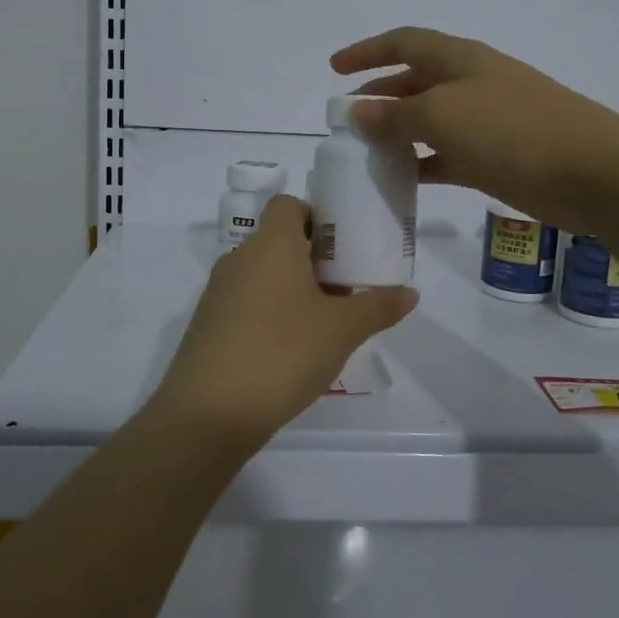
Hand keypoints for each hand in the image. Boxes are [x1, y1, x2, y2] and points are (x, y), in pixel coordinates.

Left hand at [147, 196, 417, 449]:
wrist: (209, 412)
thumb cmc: (282, 353)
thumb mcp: (342, 330)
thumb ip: (378, 307)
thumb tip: (411, 293)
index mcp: (271, 244)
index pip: (288, 204)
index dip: (316, 216)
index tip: (342, 245)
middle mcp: (239, 258)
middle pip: (278, 241)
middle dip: (313, 259)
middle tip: (346, 286)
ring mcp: (218, 292)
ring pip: (262, 274)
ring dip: (292, 288)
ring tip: (324, 321)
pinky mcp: (207, 325)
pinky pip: (245, 303)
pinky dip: (269, 313)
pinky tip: (290, 350)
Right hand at [331, 27, 618, 234]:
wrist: (593, 172)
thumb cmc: (512, 131)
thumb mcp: (443, 117)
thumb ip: (395, 115)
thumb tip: (357, 111)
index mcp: (460, 59)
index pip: (404, 43)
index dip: (367, 51)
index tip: (334, 68)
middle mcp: (472, 82)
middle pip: (416, 80)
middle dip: (380, 94)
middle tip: (347, 118)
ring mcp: (488, 120)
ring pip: (431, 120)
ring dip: (399, 132)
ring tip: (367, 151)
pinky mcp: (499, 156)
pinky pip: (449, 154)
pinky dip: (424, 163)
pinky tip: (403, 179)